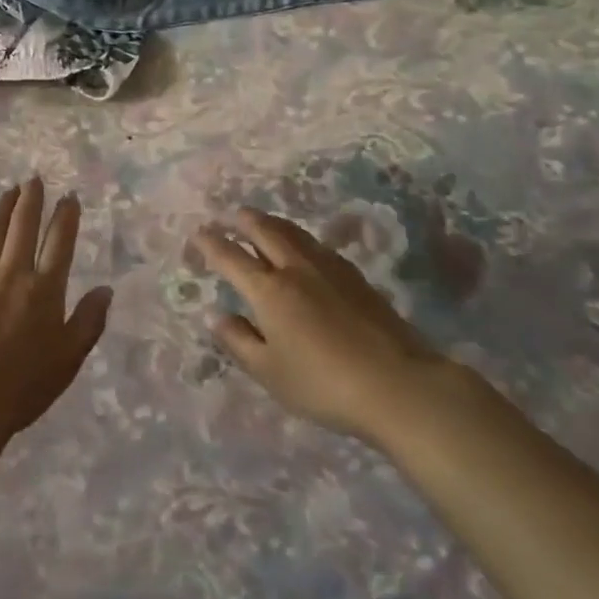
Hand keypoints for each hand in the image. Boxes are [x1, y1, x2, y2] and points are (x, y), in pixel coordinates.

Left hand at [0, 178, 111, 440]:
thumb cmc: (24, 385)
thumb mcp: (69, 359)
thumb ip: (89, 321)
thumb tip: (106, 288)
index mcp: (45, 290)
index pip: (59, 243)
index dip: (66, 217)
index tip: (69, 196)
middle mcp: (15, 274)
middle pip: (24, 227)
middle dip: (32, 200)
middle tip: (34, 178)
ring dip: (4, 208)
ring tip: (10, 189)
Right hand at [191, 207, 455, 447]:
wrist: (398, 384)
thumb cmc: (324, 384)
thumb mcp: (270, 372)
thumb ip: (239, 342)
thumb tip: (217, 317)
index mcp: (268, 290)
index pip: (231, 258)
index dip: (212, 243)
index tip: (199, 232)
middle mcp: (295, 269)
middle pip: (265, 232)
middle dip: (245, 220)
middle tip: (232, 214)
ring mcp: (329, 269)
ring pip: (294, 234)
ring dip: (273, 223)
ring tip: (263, 221)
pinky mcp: (356, 278)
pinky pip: (317, 245)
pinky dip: (299, 238)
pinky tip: (304, 247)